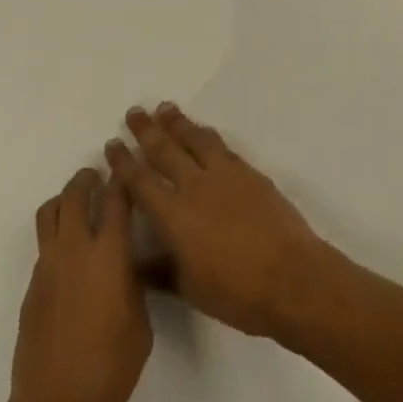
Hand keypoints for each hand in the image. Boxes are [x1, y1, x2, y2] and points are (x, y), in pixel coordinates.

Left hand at [10, 167, 151, 401]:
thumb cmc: (110, 367)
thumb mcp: (140, 321)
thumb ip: (134, 283)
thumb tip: (126, 267)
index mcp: (109, 254)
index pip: (116, 199)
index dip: (122, 178)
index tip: (127, 166)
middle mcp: (75, 249)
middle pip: (75, 194)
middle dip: (87, 179)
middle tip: (98, 177)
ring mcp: (48, 267)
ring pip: (50, 212)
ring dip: (65, 200)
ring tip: (78, 206)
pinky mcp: (31, 288)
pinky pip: (43, 246)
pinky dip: (56, 237)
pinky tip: (70, 258)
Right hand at [106, 104, 332, 338]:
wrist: (290, 277)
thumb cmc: (236, 293)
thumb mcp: (189, 288)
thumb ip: (159, 270)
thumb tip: (133, 261)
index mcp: (174, 217)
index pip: (141, 182)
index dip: (124, 162)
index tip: (112, 144)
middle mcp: (195, 187)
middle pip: (165, 151)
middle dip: (146, 131)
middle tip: (134, 113)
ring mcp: (224, 175)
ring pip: (194, 139)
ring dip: (177, 123)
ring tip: (164, 108)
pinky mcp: (248, 172)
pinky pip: (220, 145)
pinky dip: (206, 134)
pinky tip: (201, 131)